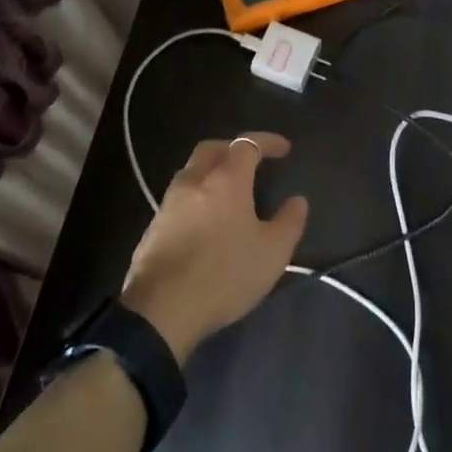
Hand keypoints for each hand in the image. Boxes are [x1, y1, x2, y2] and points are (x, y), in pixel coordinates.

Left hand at [121, 133, 308, 364]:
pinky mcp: (154, 226)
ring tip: (230, 191)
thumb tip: (297, 201)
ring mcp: (169, 202)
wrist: (160, 310)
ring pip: (192, 171)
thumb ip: (289, 222)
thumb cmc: (224, 274)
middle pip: (212, 149)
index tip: (285, 148)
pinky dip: (198, 195)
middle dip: (234, 148)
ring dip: (212, 171)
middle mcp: (194, 181)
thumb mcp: (272, 253)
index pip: (247, 144)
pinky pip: (180, 197)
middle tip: (252, 161)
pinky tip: (207, 219)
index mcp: (225, 179)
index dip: (268, 142)